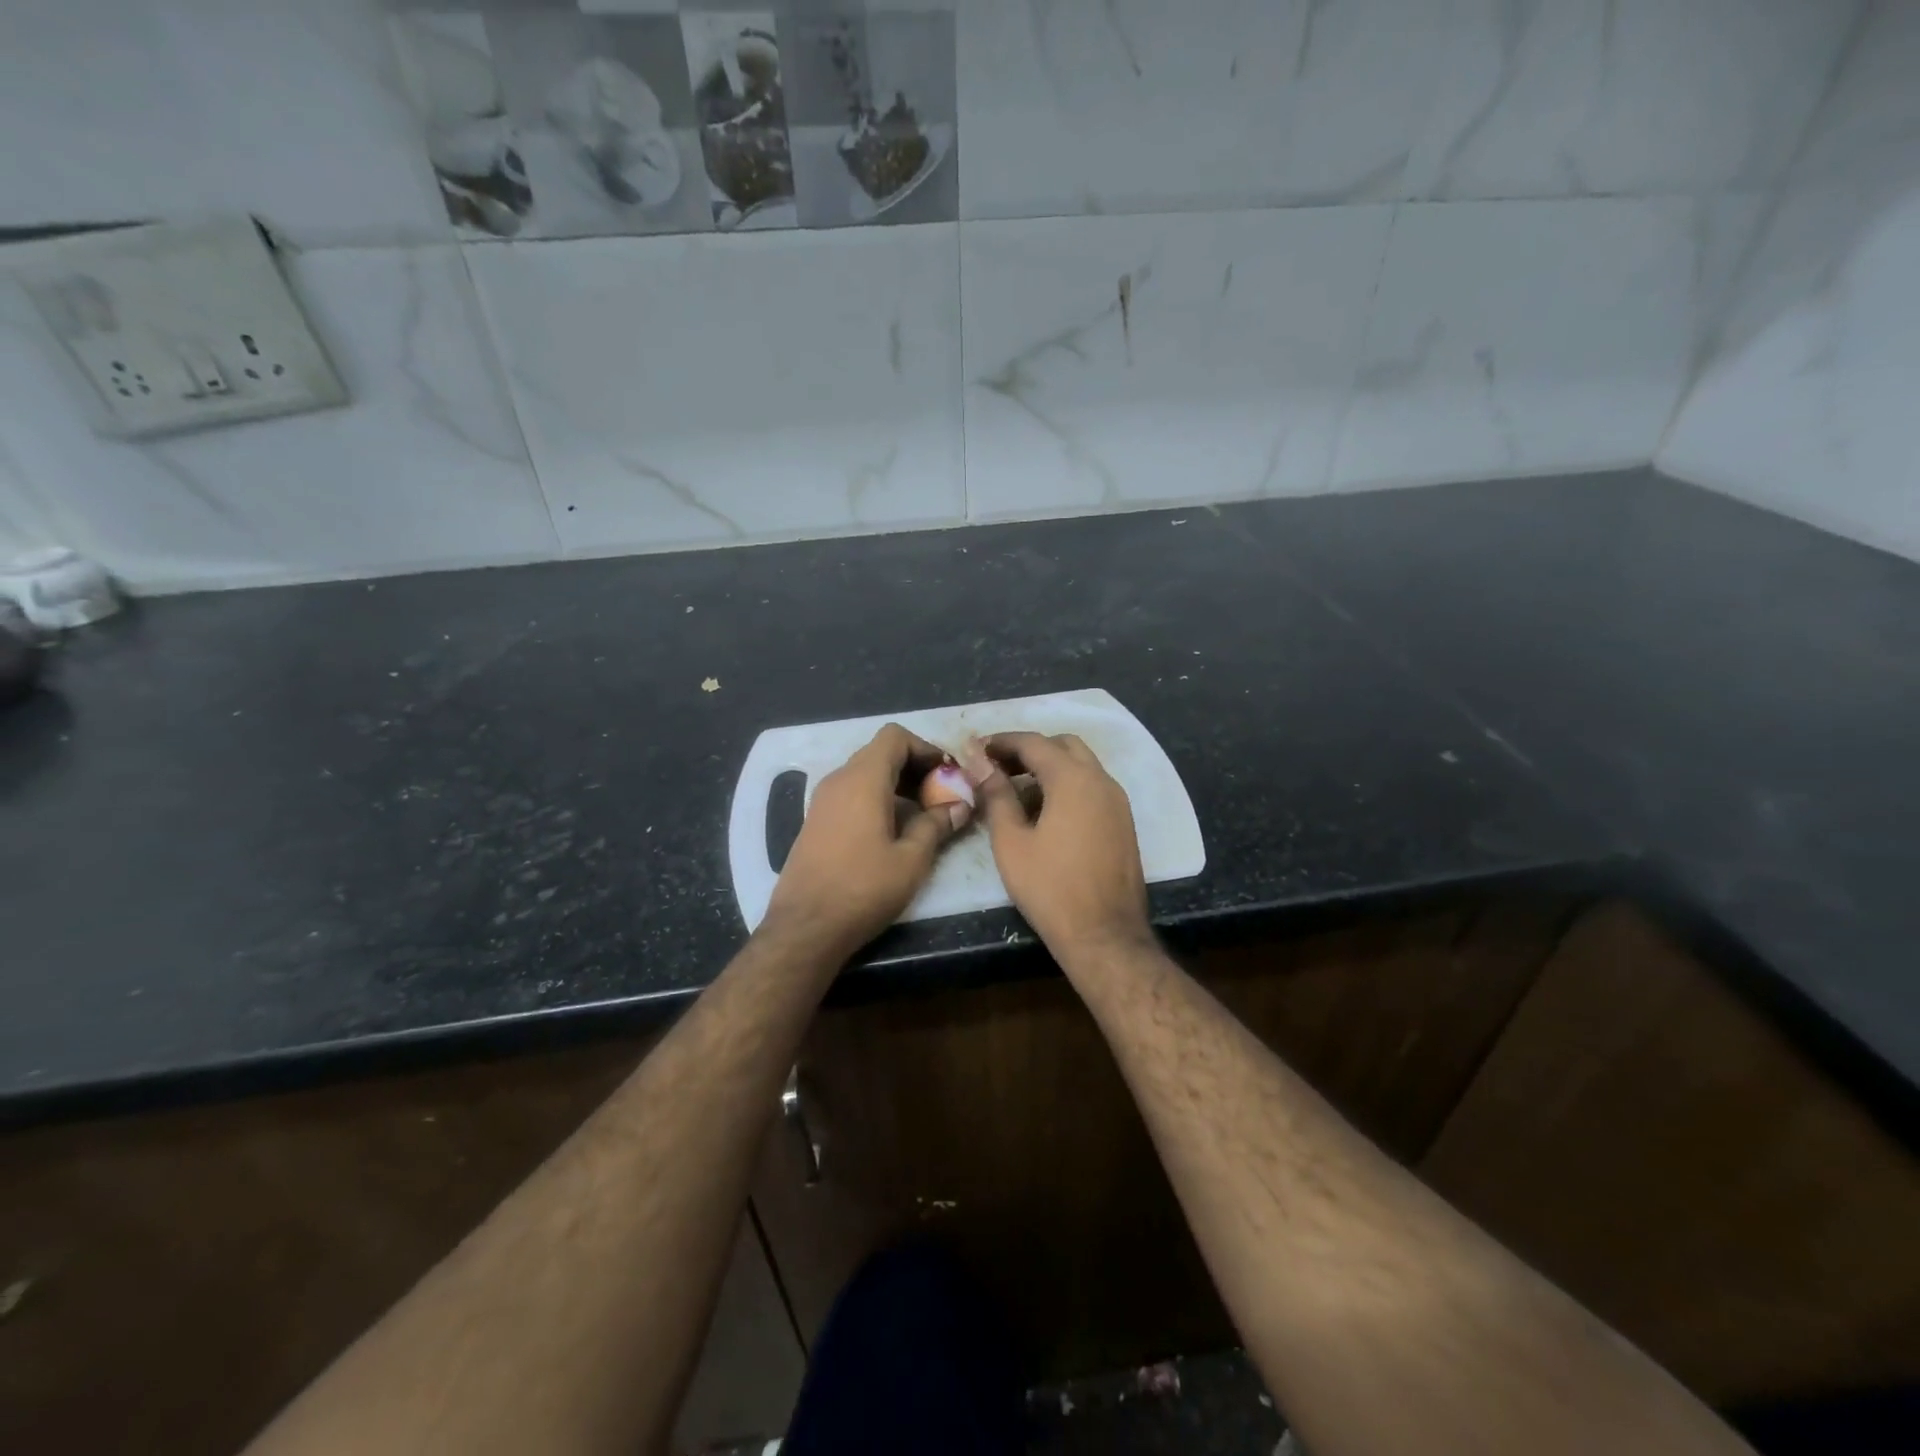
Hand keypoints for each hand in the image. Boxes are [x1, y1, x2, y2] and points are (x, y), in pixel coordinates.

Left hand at [763, 723, 970, 960]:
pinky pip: (852, 793)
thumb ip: (937, 824)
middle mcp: (839, 780)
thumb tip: (959, 806)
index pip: (894, 736)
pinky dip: (877, 798)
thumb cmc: (863, 889)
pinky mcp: (816, 821)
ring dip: (897, 784)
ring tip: (924, 815)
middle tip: (942, 795)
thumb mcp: (911, 859)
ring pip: (866, 774)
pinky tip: (894, 830)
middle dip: (915, 767)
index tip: (948, 774)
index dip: (925, 748)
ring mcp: (822, 800)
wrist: (805, 927)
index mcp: (863, 780)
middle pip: (881, 753)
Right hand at [962, 732, 1152, 962]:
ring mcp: (1118, 802)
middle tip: (998, 768)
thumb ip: (997, 796)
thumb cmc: (1050, 888)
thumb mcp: (1011, 842)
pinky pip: (1093, 788)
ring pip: (1082, 766)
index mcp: (1073, 779)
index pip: (1034, 742)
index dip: (1002, 741)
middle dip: (1029, 750)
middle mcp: (1101, 780)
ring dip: (1050, 767)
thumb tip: (980, 763)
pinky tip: (1045, 813)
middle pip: (1063, 745)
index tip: (976, 749)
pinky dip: (1068, 786)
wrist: (1104, 935)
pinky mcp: (1123, 822)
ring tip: (1016, 791)